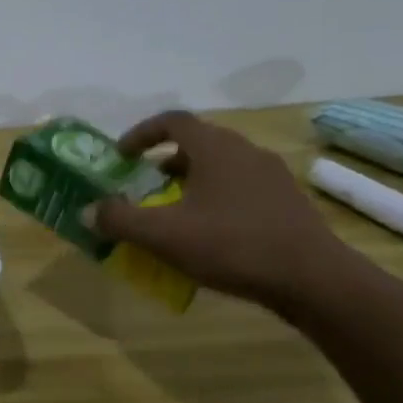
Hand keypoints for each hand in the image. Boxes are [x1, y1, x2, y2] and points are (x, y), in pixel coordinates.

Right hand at [83, 111, 354, 310]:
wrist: (315, 280)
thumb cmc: (232, 246)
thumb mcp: (164, 236)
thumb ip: (120, 220)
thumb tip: (87, 211)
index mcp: (215, 148)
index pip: (172, 121)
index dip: (142, 133)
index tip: (122, 155)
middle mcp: (245, 151)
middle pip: (198, 141)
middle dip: (166, 159)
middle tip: (145, 182)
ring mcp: (272, 175)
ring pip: (222, 164)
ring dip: (192, 177)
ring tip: (175, 207)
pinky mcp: (288, 201)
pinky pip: (242, 185)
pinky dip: (217, 195)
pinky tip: (211, 229)